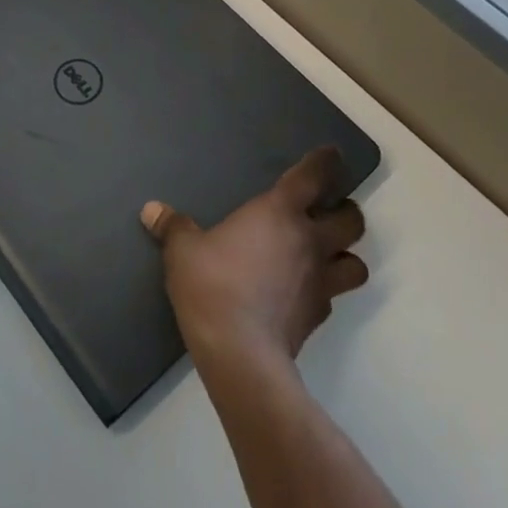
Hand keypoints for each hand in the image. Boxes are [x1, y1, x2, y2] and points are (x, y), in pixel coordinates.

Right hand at [142, 146, 367, 370]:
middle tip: (328, 212)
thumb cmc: (212, 285)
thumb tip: (151, 210)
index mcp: (279, 213)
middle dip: (345, 212)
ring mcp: (319, 282)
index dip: (326, 162)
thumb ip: (173, 227)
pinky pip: (332, 296)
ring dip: (346, 255)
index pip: (313, 177)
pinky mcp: (318, 317)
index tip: (332, 155)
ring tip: (327, 254)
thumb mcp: (183, 251)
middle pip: (351, 220)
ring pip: (356, 264)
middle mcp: (308, 241)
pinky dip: (324, 289)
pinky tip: (301, 291)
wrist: (240, 352)